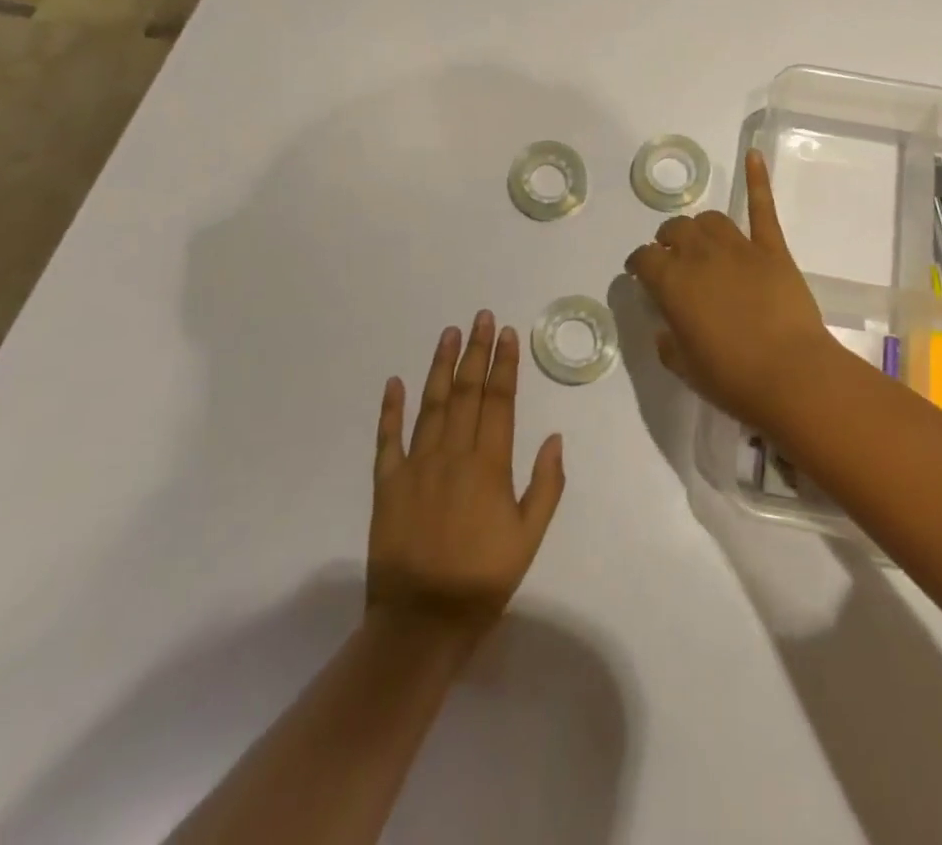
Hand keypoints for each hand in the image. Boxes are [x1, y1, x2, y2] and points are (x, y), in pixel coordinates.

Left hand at [368, 312, 564, 642]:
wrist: (421, 624)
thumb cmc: (483, 579)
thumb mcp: (529, 537)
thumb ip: (545, 485)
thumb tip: (555, 438)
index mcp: (489, 465)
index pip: (499, 401)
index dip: (503, 364)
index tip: (506, 334)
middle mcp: (453, 455)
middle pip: (466, 392)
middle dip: (476, 352)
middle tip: (480, 317)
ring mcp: (416, 466)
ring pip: (431, 405)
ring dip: (441, 366)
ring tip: (449, 334)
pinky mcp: (387, 485)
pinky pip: (388, 440)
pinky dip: (391, 410)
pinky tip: (395, 382)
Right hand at [626, 149, 846, 427]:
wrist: (791, 374)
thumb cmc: (732, 377)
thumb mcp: (685, 367)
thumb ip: (668, 341)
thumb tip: (665, 327)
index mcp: (672, 283)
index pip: (643, 259)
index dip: (638, 264)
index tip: (639, 273)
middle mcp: (700, 255)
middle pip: (675, 231)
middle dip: (667, 240)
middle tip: (671, 256)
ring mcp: (739, 247)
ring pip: (710, 219)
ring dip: (699, 226)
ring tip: (700, 237)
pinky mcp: (772, 249)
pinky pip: (762, 208)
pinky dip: (757, 179)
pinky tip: (753, 154)